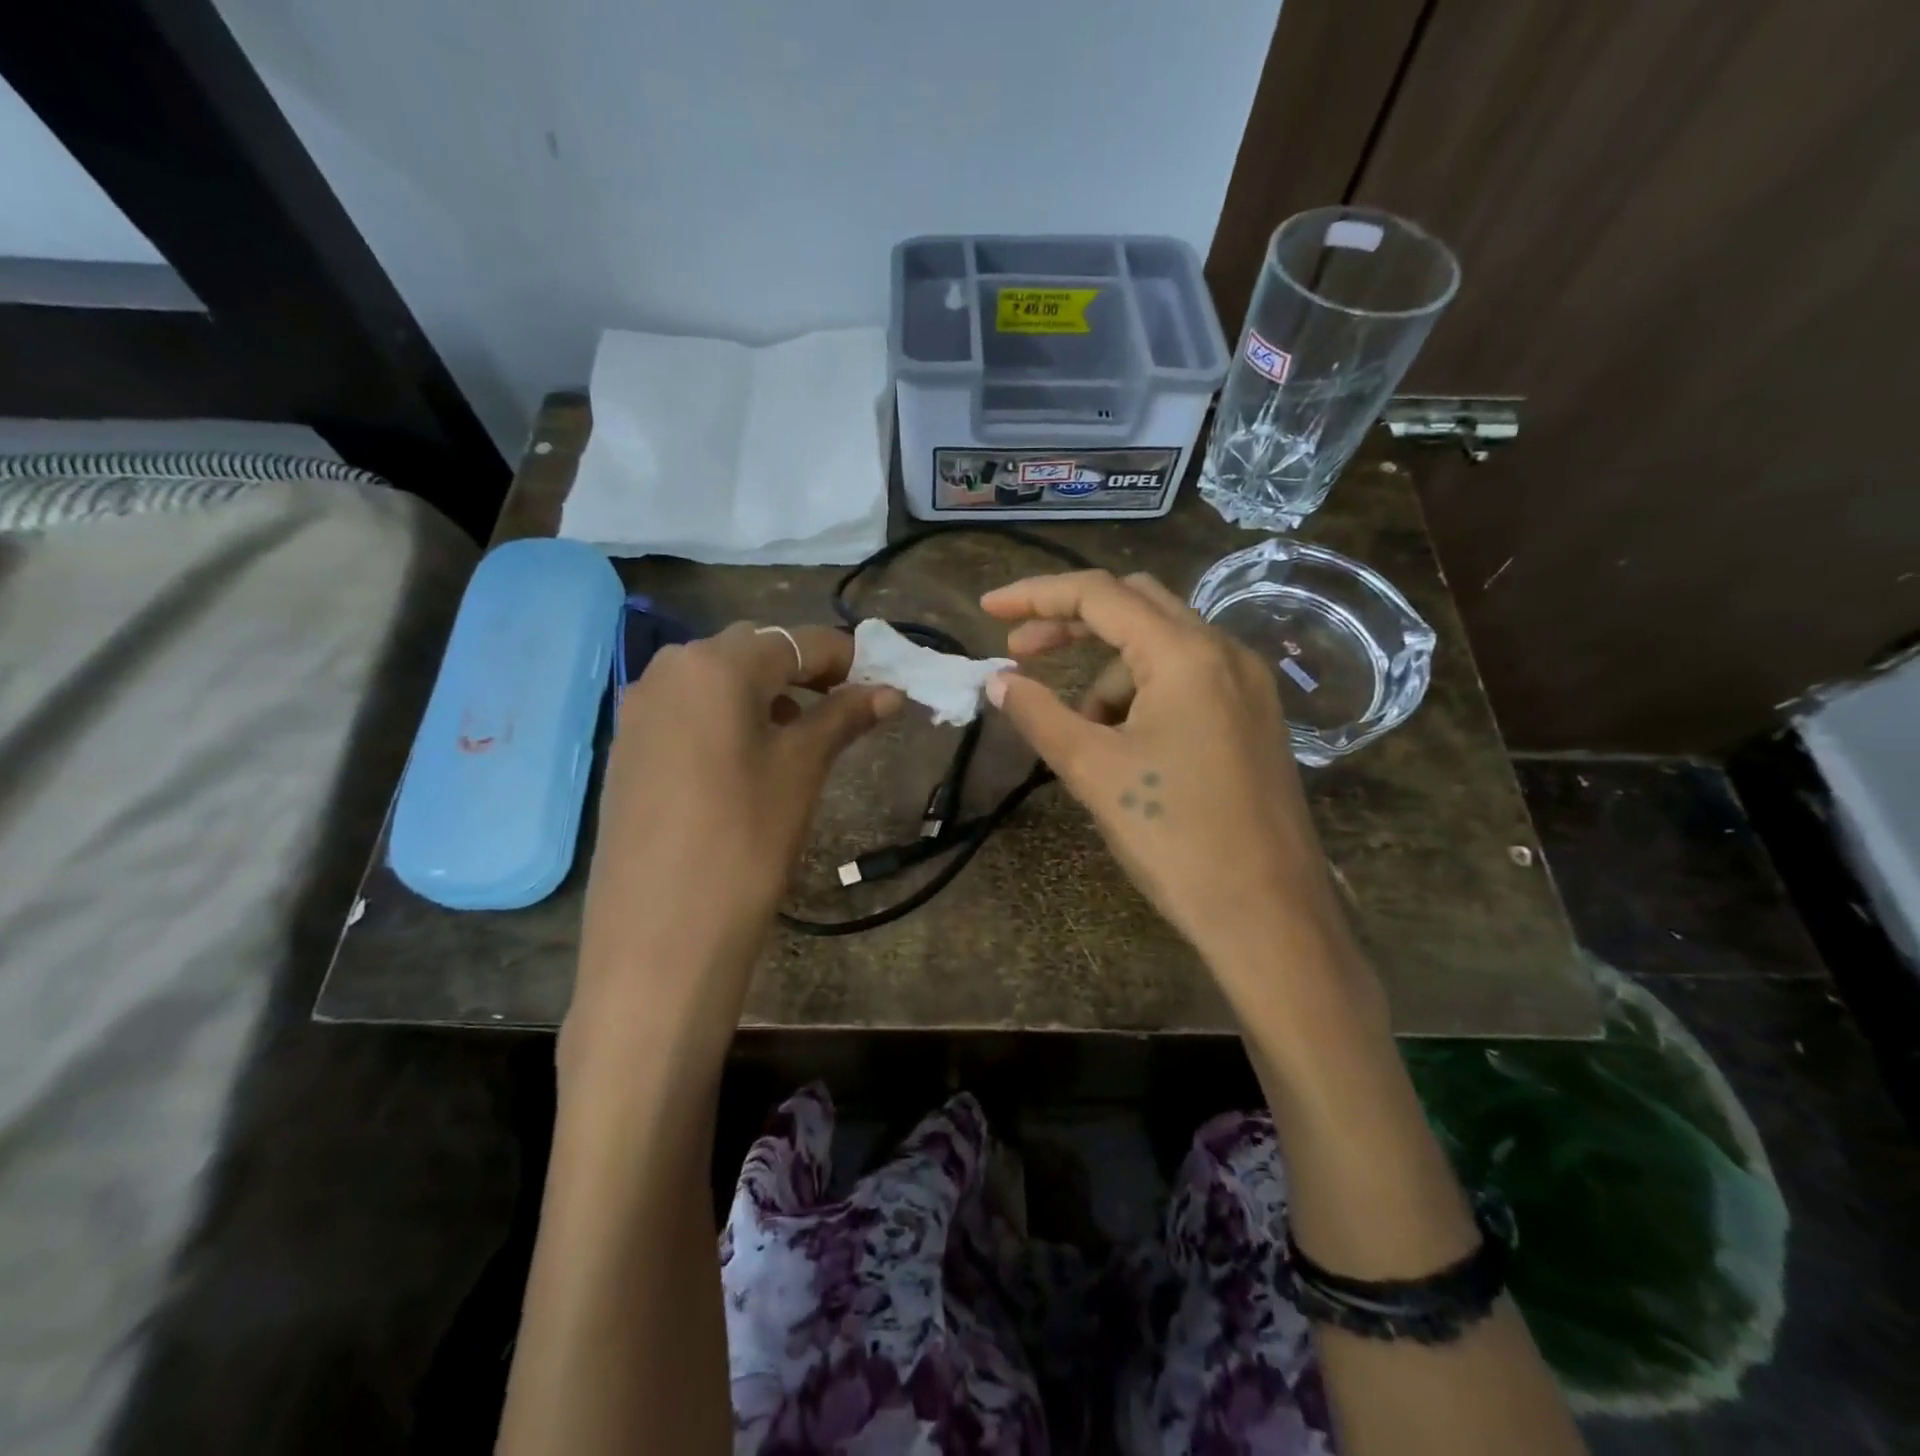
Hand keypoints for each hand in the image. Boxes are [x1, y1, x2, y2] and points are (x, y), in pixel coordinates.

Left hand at [567, 623, 899, 1054]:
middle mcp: (668, 670)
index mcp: (715, 664)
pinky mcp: (626, 747)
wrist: (661, 934)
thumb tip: (889, 692)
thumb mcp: (802, 769)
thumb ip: (844, 717)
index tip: (879, 680)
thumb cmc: (746, 839)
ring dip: (762, 693)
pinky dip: (725, 717)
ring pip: (715, 680)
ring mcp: (639, 709)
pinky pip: (686, 711)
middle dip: (801, 670)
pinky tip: (745, 757)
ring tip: (797, 733)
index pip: (795, 642)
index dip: (844, 657)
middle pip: (751, 652)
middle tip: (842, 706)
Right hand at [981, 570, 1352, 977]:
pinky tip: (1127, 749)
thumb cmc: (1175, 838)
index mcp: (1186, 654)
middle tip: (1021, 656)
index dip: (1035, 595)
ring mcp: (1246, 685)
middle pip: (1134, 606)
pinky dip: (1143, 698)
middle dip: (1072, 625)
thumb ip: (1039, 714)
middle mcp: (1224, 653)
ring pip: (1159, 650)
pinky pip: (1186, 681)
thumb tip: (998, 681)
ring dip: (1108, 678)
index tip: (988, 609)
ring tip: (1084, 739)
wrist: (1269, 916)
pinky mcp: (1253, 718)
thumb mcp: (1094, 771)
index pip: (1099, 595)